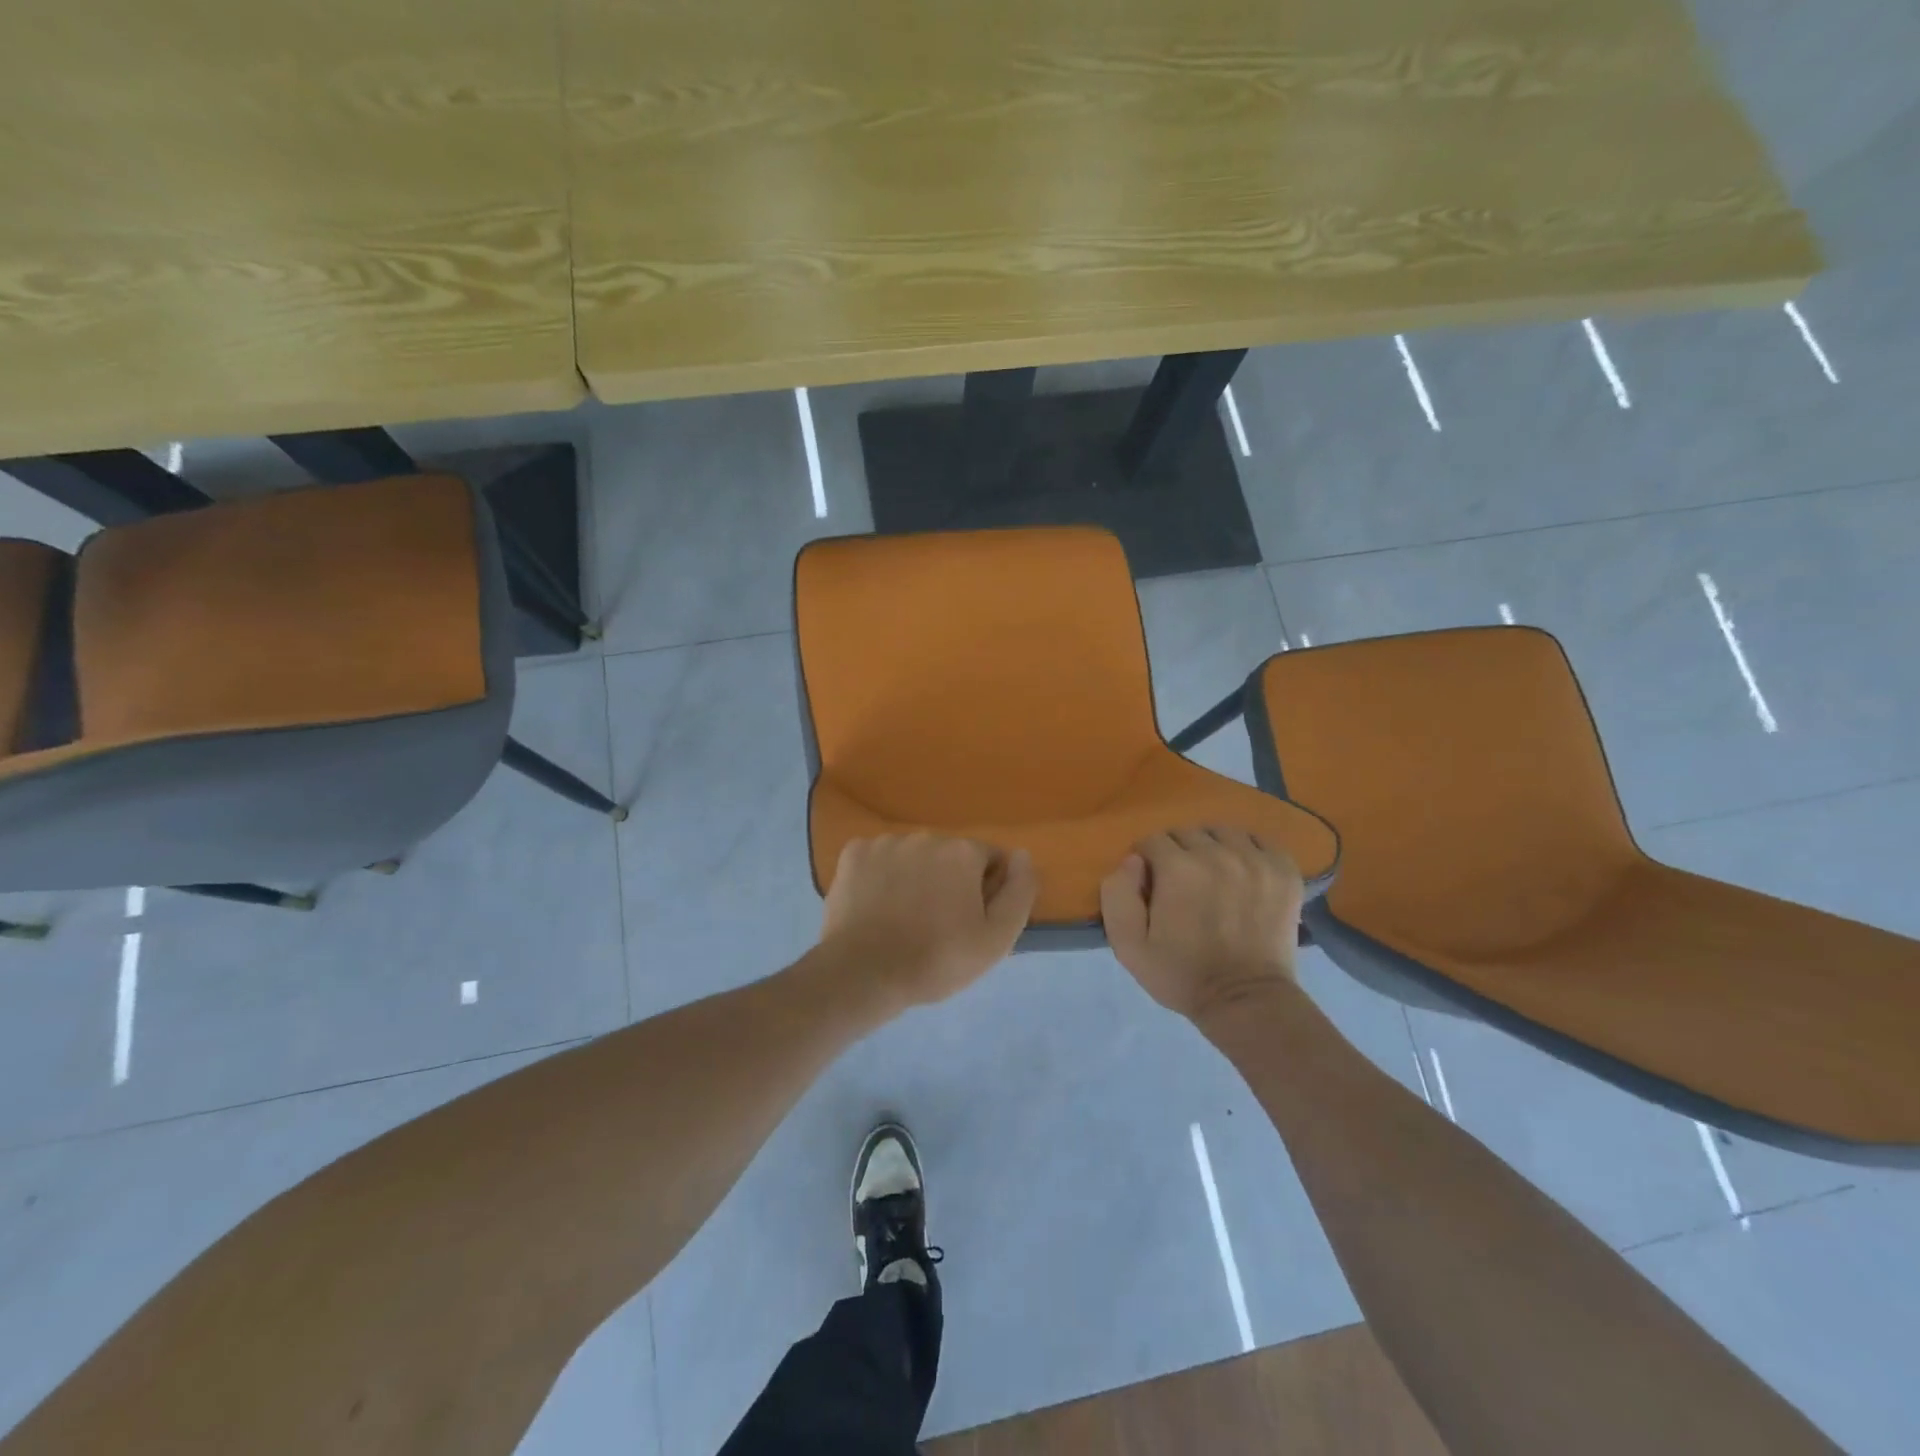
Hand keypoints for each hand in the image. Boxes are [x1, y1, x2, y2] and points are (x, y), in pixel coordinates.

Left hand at [819, 833, 1036, 1007]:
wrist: (863, 973)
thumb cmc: (937, 959)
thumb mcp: (996, 938)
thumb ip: (1020, 892)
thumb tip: (1022, 855)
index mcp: (962, 852)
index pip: (989, 860)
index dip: (986, 890)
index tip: (971, 920)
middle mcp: (925, 836)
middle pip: (949, 855)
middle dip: (949, 880)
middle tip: (937, 924)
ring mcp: (885, 842)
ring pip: (912, 856)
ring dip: (915, 876)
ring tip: (903, 918)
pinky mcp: (853, 854)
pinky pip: (878, 859)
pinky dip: (880, 876)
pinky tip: (876, 906)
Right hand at [1100, 828, 1301, 1018]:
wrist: (1246, 1001)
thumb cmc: (1181, 975)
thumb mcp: (1128, 945)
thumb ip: (1117, 894)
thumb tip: (1132, 860)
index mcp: (1177, 868)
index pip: (1152, 841)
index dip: (1147, 862)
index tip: (1152, 887)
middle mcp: (1217, 854)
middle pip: (1187, 833)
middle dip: (1177, 853)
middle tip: (1181, 885)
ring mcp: (1255, 860)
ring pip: (1223, 832)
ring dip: (1212, 847)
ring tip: (1213, 876)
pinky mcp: (1284, 871)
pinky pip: (1260, 841)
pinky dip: (1248, 851)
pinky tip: (1243, 874)